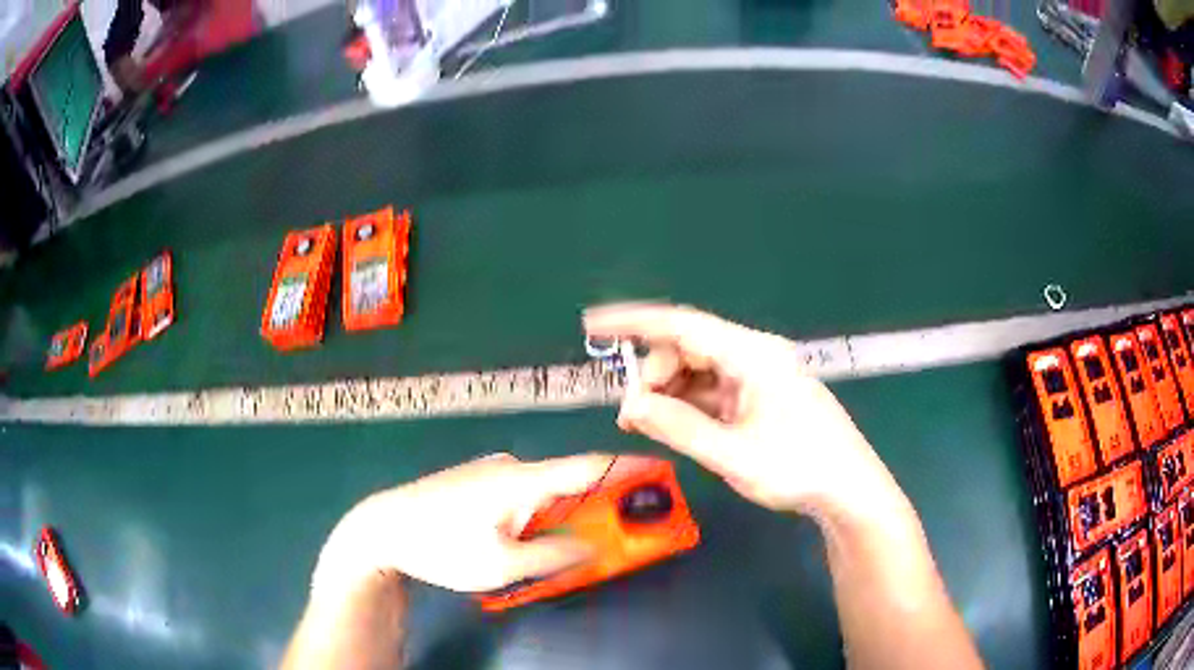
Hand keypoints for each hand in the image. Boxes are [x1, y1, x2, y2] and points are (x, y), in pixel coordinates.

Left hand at [311, 453, 613, 598]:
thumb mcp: (500, 564)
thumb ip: (553, 554)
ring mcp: (490, 471)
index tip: (660, 472)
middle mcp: (510, 466)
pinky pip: (523, 493)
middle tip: (621, 529)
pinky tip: (531, 537)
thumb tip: (594, 544)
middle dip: (599, 503)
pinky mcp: (477, 481)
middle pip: (569, 481)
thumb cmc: (440, 547)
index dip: (628, 468)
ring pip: (544, 490)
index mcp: (521, 479)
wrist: (383, 528)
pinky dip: (541, 511)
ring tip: (575, 544)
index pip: (589, 466)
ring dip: (566, 512)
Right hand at [584, 303, 899, 519]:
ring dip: (669, 393)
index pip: (682, 325)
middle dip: (653, 376)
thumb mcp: (732, 454)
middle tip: (631, 417)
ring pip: (699, 370)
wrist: (848, 489)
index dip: (633, 322)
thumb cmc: (798, 469)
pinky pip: (714, 389)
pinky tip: (675, 425)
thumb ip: (677, 427)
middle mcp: (755, 354)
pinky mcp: (762, 395)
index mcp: (752, 355)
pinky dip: (689, 404)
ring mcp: (760, 375)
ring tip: (647, 425)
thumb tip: (629, 407)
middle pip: (688, 348)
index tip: (593, 325)